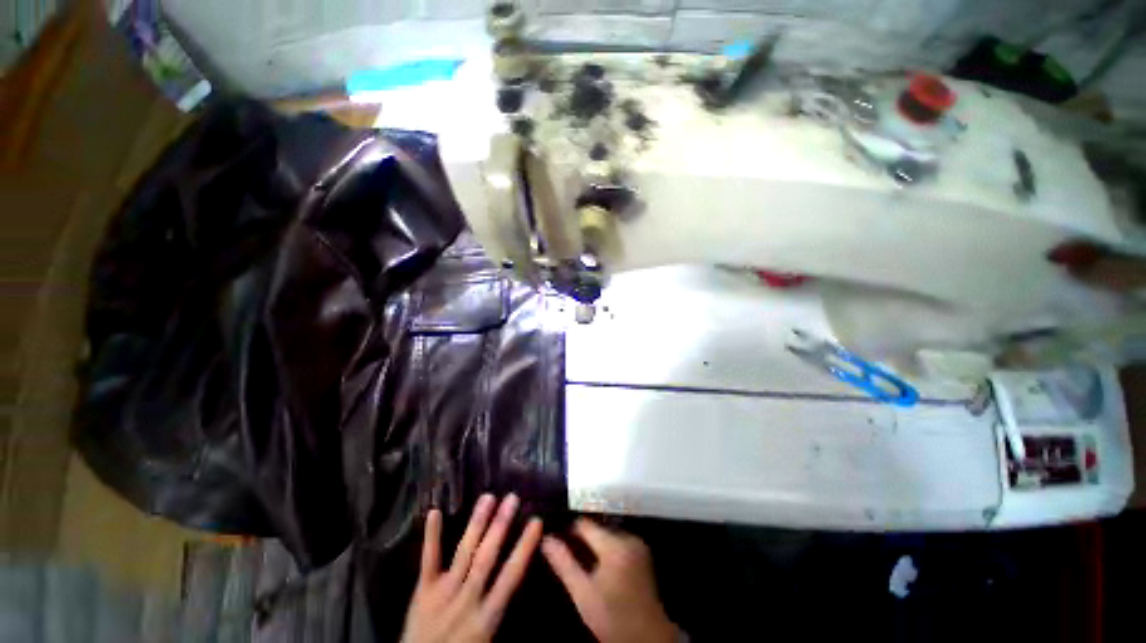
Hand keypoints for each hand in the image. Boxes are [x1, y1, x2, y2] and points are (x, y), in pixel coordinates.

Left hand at [402, 494, 542, 642]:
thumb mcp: (489, 640)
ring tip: (488, 497)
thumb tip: (522, 579)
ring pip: (464, 553)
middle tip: (512, 498)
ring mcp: (443, 593)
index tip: (536, 521)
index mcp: (487, 616)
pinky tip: (435, 512)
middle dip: (500, 526)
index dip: (524, 548)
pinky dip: (431, 537)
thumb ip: (503, 610)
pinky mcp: (423, 591)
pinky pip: (428, 561)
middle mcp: (467, 599)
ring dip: (477, 524)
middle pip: (486, 558)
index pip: (511, 576)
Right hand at [542, 519, 679, 642]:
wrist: (648, 637)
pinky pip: (618, 543)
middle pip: (596, 529)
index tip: (557, 541)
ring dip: (594, 545)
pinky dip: (606, 551)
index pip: (584, 524)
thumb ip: (564, 564)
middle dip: (582, 540)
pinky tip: (599, 568)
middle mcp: (628, 537)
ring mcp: (637, 544)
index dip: (568, 531)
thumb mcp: (583, 594)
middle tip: (568, 556)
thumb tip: (546, 539)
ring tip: (581, 563)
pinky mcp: (642, 553)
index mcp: (614, 544)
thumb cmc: (613, 618)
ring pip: (606, 535)